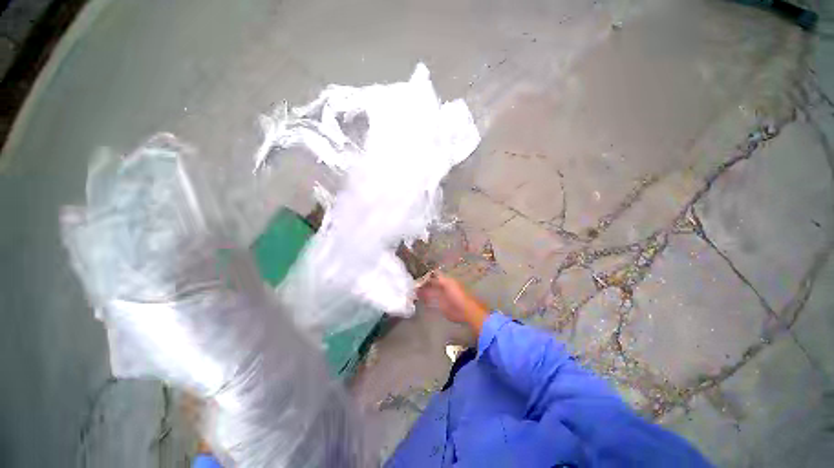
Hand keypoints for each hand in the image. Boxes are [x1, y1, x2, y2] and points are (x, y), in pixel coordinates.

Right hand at [417, 273, 488, 333]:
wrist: (464, 310)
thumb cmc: (457, 295)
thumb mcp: (448, 283)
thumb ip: (439, 278)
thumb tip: (430, 272)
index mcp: (446, 281)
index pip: (434, 276)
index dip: (427, 275)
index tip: (417, 275)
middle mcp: (443, 288)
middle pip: (431, 284)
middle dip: (423, 284)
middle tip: (413, 284)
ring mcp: (441, 297)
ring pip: (430, 292)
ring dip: (423, 292)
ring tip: (413, 291)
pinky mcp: (440, 306)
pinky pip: (430, 302)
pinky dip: (425, 300)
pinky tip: (419, 299)